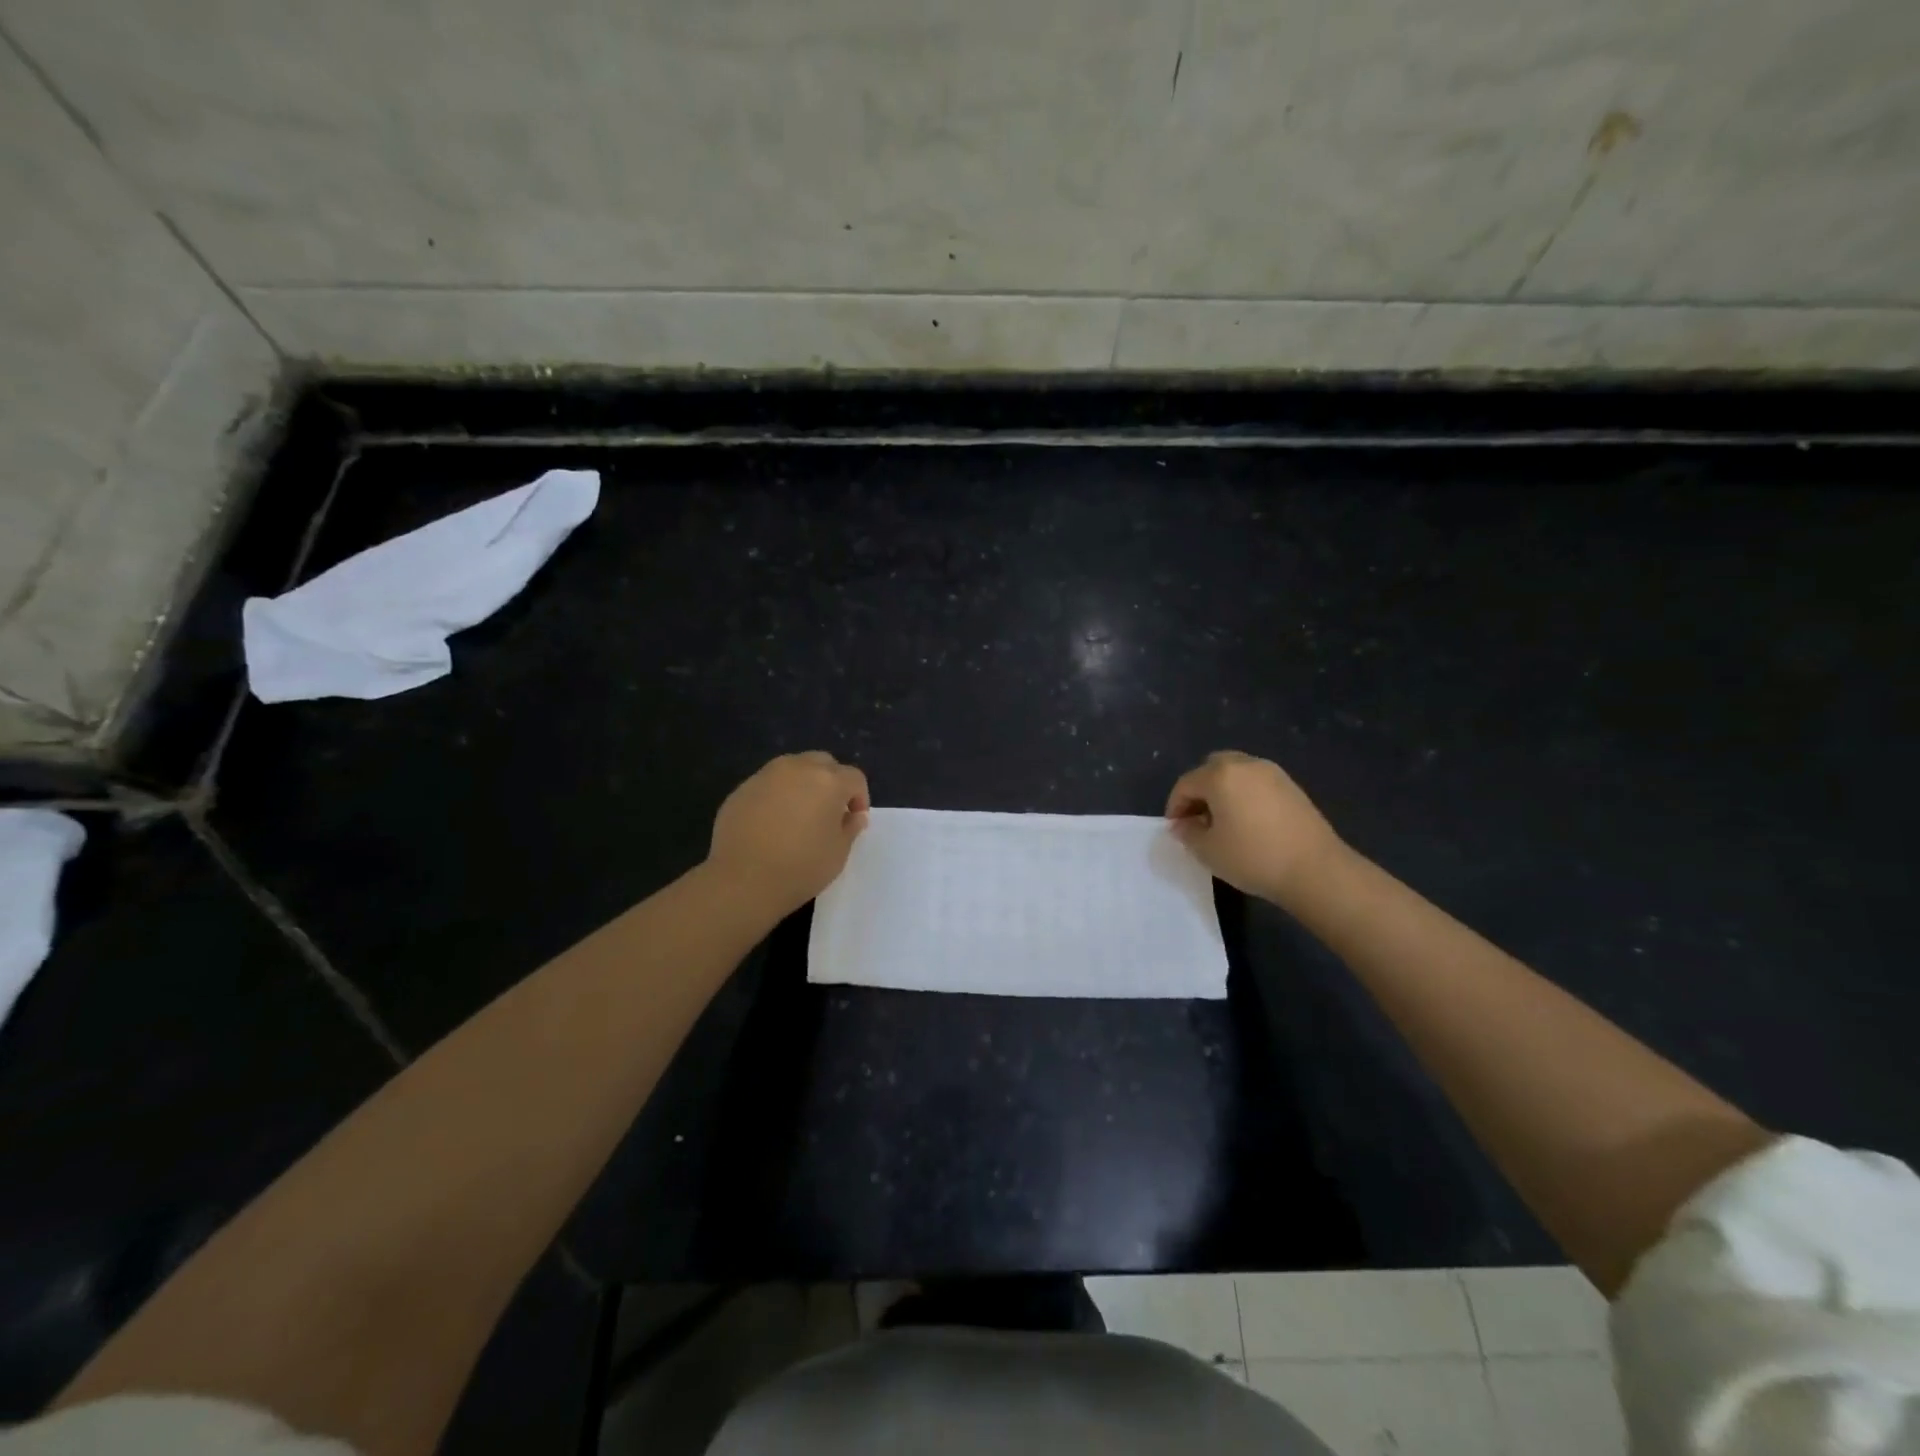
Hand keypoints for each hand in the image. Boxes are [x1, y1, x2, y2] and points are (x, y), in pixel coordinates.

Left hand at [707, 752, 870, 915]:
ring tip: (799, 814)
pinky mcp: (741, 789)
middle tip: (829, 811)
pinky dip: (777, 795)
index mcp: (828, 781)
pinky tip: (771, 823)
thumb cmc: (800, 868)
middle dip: (832, 782)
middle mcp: (798, 768)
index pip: (854, 777)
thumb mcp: (838, 853)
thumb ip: (850, 828)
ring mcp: (766, 776)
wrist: (742, 880)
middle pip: (823, 763)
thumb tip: (854, 815)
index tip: (853, 820)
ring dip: (803, 784)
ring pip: (793, 768)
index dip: (859, 797)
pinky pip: (768, 784)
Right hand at [1165, 751, 1346, 907]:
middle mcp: (1245, 765)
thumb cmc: (1253, 857)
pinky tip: (1249, 822)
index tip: (1176, 829)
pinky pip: (1257, 782)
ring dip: (1223, 790)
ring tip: (1224, 821)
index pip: (1186, 784)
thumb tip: (1182, 825)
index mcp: (1220, 775)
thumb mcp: (1208, 851)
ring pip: (1236, 772)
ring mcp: (1272, 773)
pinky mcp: (1292, 786)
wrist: (1315, 870)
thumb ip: (1188, 833)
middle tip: (1198, 818)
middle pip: (1212, 768)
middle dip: (1199, 790)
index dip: (1175, 806)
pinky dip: (1245, 794)